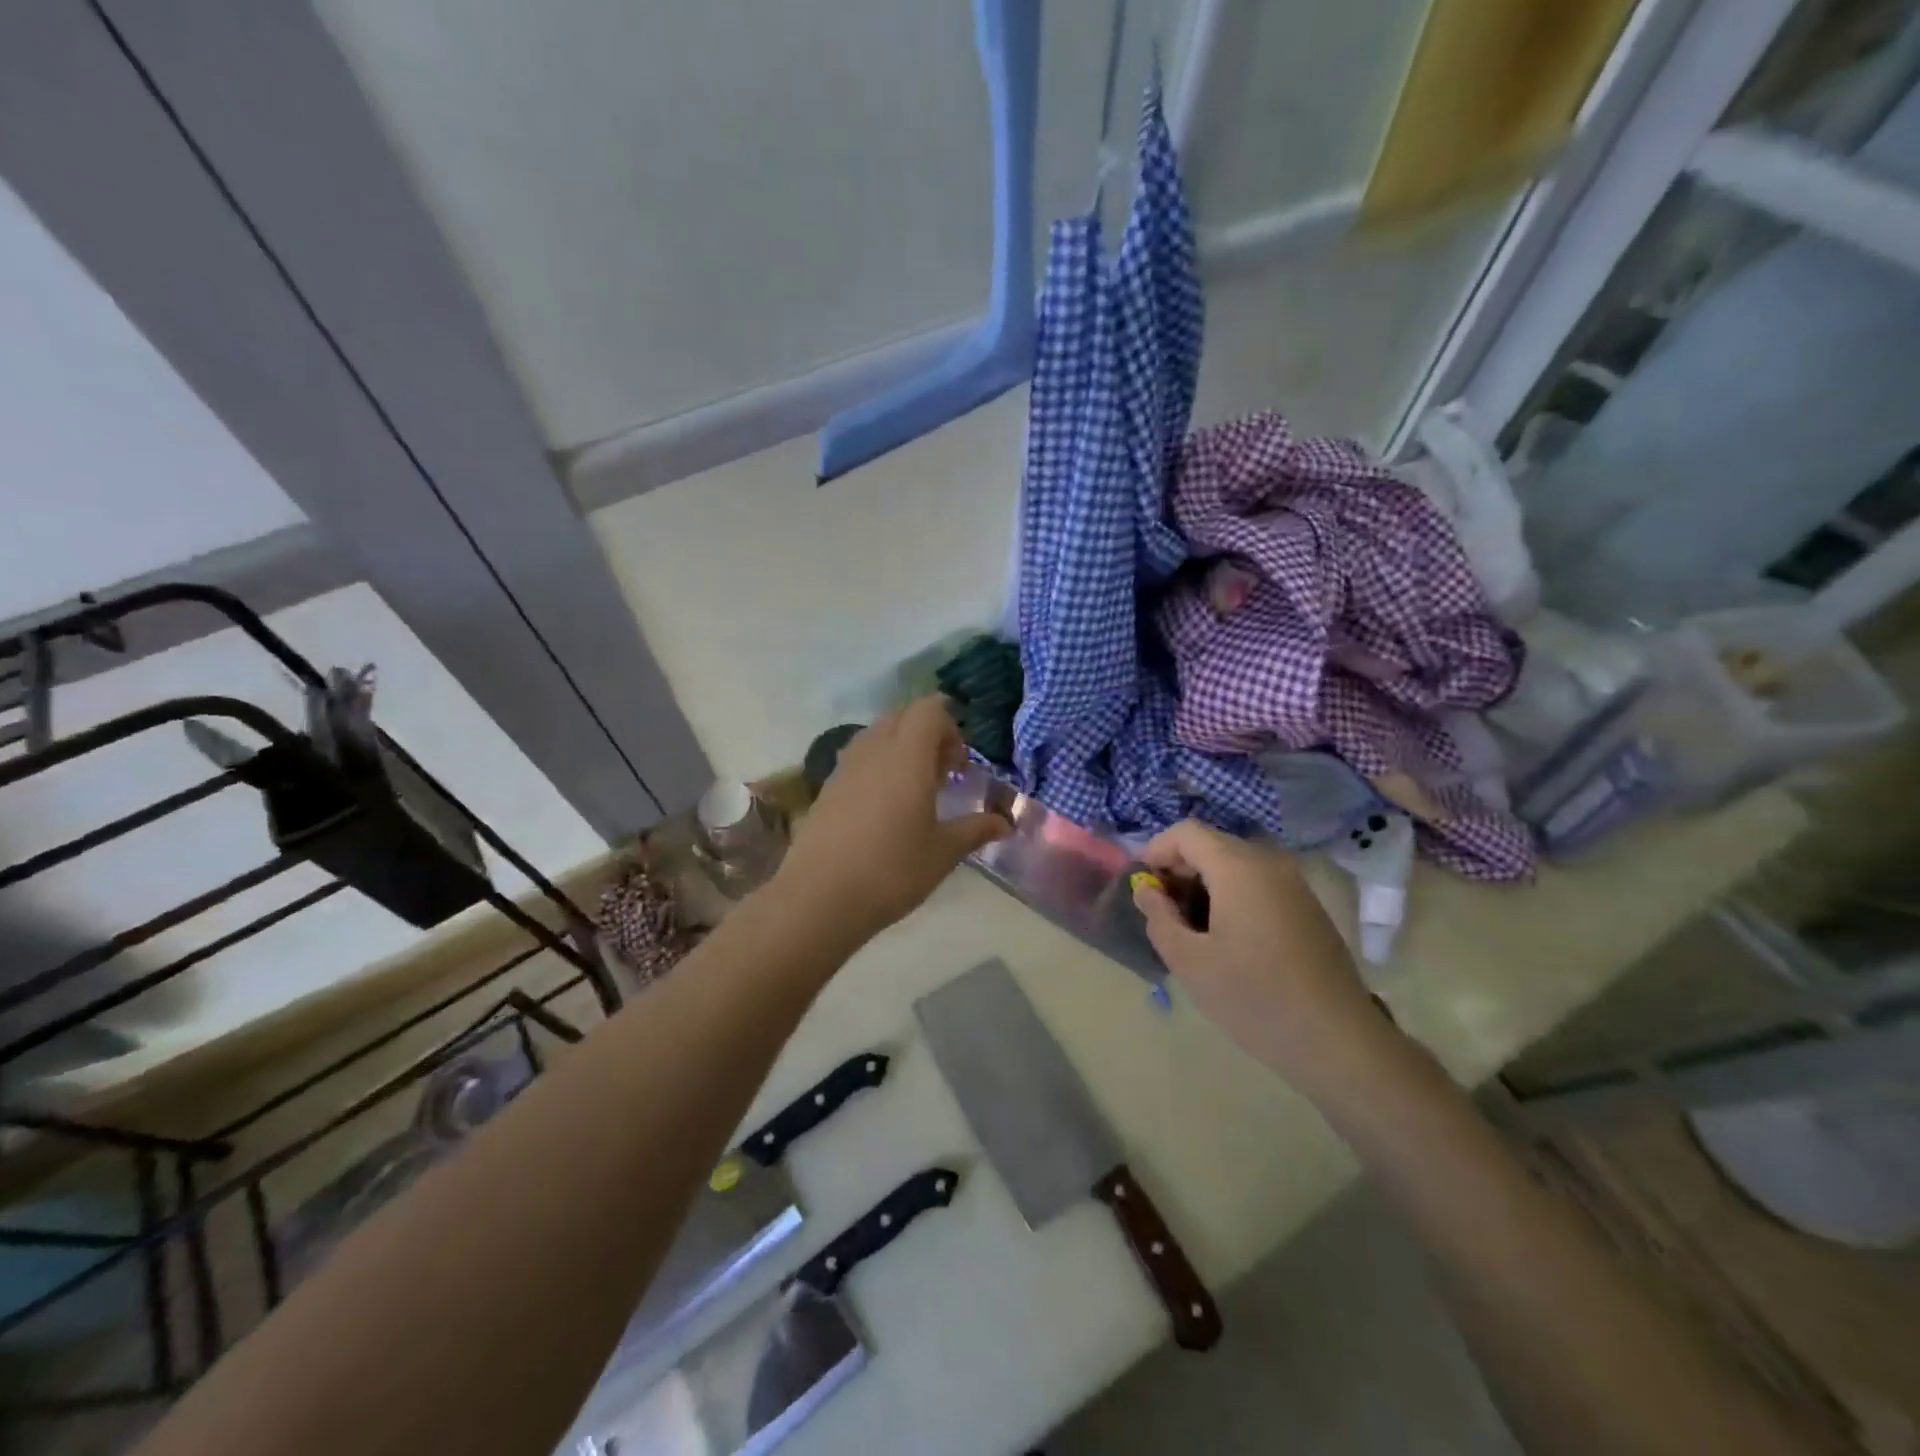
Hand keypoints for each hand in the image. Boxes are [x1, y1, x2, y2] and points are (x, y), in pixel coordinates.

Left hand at [774, 698, 1010, 941]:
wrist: (819, 897)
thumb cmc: (891, 870)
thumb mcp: (943, 852)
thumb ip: (976, 829)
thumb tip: (1006, 822)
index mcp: (907, 755)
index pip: (930, 709)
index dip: (950, 728)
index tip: (959, 766)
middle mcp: (874, 749)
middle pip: (903, 715)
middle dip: (927, 734)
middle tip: (942, 775)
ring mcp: (845, 766)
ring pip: (878, 734)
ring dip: (901, 748)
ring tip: (914, 790)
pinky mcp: (827, 786)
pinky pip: (859, 757)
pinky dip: (878, 766)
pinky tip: (884, 808)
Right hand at [1134, 821, 1392, 1094]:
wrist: (1337, 1041)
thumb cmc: (1254, 998)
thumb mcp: (1189, 961)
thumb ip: (1159, 917)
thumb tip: (1146, 890)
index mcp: (1239, 868)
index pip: (1186, 832)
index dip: (1156, 850)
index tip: (1143, 887)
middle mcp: (1269, 863)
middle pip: (1212, 845)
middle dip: (1180, 870)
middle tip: (1163, 912)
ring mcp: (1294, 883)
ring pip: (1235, 864)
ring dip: (1205, 884)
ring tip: (1192, 929)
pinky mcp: (1307, 905)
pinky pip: (1258, 882)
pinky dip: (1232, 895)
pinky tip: (1228, 938)